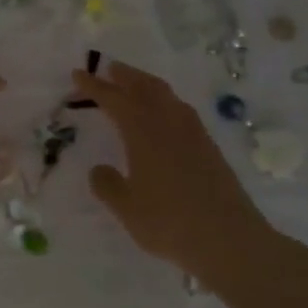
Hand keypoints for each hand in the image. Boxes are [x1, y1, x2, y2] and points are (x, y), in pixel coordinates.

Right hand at [72, 60, 273, 277]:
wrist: (229, 238)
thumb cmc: (170, 222)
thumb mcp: (127, 208)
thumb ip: (108, 185)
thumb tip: (99, 169)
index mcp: (143, 131)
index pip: (114, 99)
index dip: (94, 86)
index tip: (77, 75)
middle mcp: (168, 122)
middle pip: (144, 87)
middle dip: (124, 75)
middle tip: (108, 68)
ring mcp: (193, 132)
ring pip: (166, 95)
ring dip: (146, 84)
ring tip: (133, 84)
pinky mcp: (209, 146)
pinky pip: (180, 110)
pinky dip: (164, 102)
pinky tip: (163, 116)